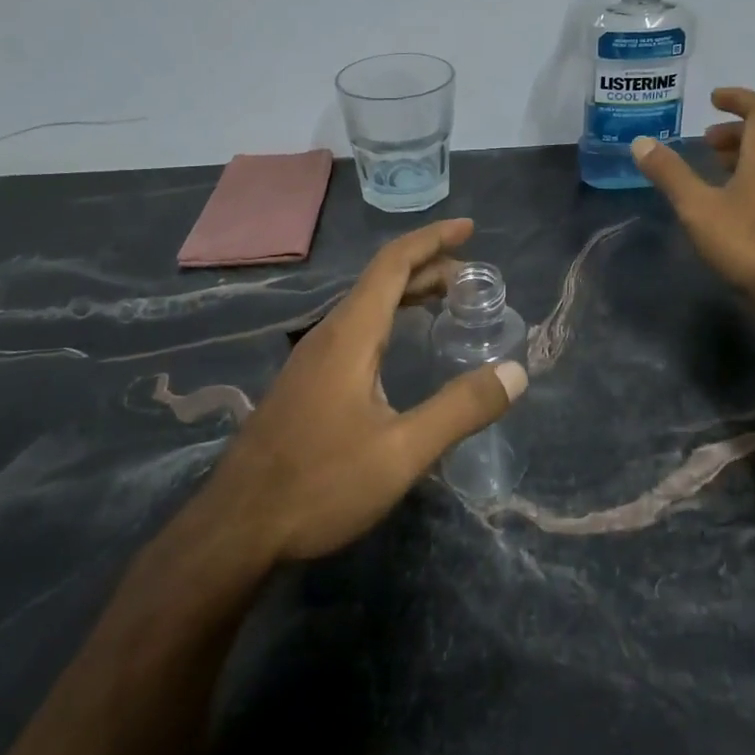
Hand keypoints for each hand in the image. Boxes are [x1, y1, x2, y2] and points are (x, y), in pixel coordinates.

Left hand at [204, 218, 526, 561]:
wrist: (238, 527)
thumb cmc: (320, 483)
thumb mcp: (401, 451)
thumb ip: (460, 409)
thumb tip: (516, 372)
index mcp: (351, 335)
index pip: (393, 264)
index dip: (433, 240)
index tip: (470, 228)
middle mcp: (328, 334)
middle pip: (380, 280)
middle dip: (427, 266)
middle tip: (471, 275)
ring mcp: (311, 359)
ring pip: (365, 305)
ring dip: (407, 292)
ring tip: (445, 299)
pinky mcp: (305, 383)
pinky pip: (354, 329)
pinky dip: (389, 318)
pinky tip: (398, 347)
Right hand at [631, 87, 754, 305]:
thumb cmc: (748, 241)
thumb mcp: (698, 207)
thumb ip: (670, 173)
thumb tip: (641, 142)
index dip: (738, 98)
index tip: (714, 98)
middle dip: (736, 130)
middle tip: (705, 140)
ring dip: (744, 154)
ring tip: (713, 167)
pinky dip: (753, 176)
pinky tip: (731, 201)